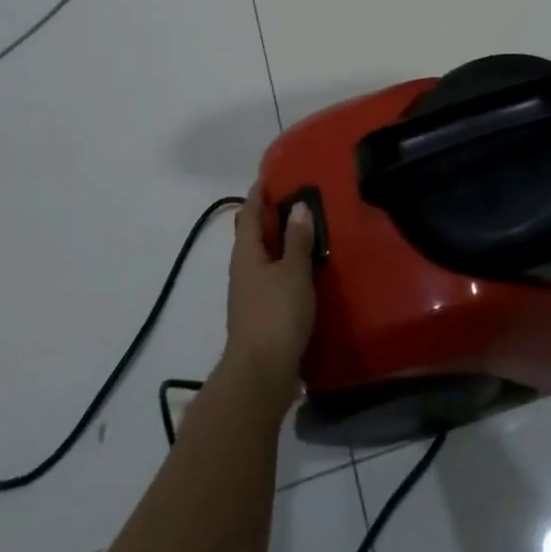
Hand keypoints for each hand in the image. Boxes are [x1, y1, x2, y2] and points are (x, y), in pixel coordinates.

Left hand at [220, 192, 317, 416]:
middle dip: (271, 217)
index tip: (271, 176)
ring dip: (281, 244)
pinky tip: (307, 271)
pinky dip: (287, 267)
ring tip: (307, 232)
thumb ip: (297, 239)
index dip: (258, 194)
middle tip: (298, 200)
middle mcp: (243, 270)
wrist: (261, 375)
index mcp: (246, 253)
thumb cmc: (276, 315)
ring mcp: (250, 295)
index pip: (248, 213)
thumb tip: (298, 207)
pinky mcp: (261, 315)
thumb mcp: (293, 272)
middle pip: (254, 235)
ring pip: (264, 258)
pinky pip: (274, 279)